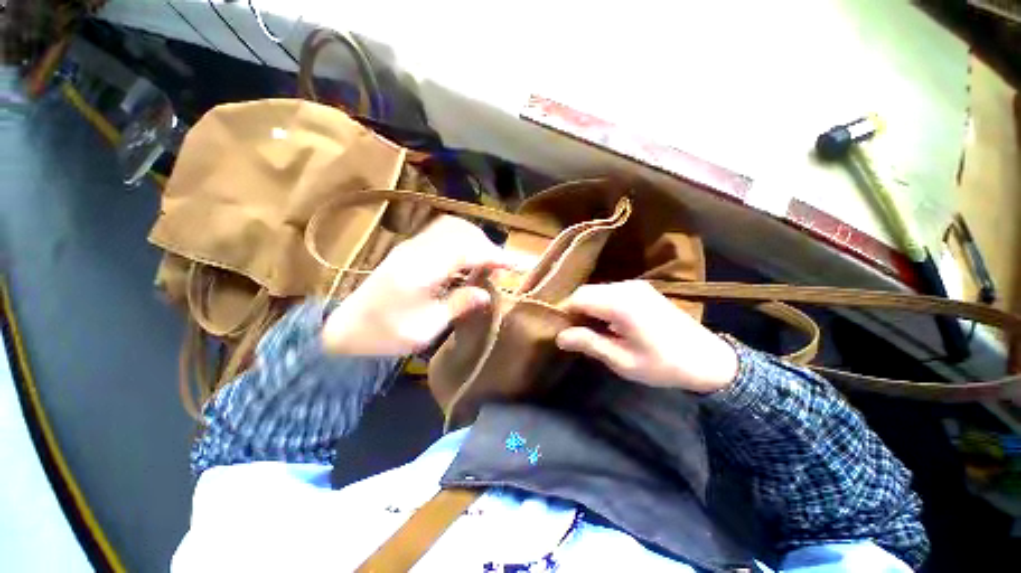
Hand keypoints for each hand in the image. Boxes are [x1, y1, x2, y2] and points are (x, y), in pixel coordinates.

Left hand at [323, 215, 509, 355]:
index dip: (492, 255)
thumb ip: (457, 306)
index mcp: (419, 271)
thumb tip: (486, 294)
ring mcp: (410, 246)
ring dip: (474, 240)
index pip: (464, 250)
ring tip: (488, 261)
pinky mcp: (409, 248)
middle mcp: (415, 250)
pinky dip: (462, 241)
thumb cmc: (385, 335)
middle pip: (459, 231)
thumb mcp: (426, 329)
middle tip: (502, 266)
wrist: (347, 329)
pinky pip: (442, 234)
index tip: (514, 264)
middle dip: (486, 245)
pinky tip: (467, 259)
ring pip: (451, 228)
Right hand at [556, 281, 737, 393]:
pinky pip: (610, 292)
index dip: (565, 313)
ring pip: (597, 291)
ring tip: (590, 330)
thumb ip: (589, 344)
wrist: (708, 360)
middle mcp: (625, 287)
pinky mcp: (641, 289)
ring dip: (588, 307)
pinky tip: (607, 323)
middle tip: (574, 333)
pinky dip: (601, 305)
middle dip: (575, 310)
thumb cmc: (663, 364)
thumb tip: (559, 337)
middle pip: (586, 291)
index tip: (561, 331)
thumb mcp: (622, 360)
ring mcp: (635, 286)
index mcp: (620, 303)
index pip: (577, 298)